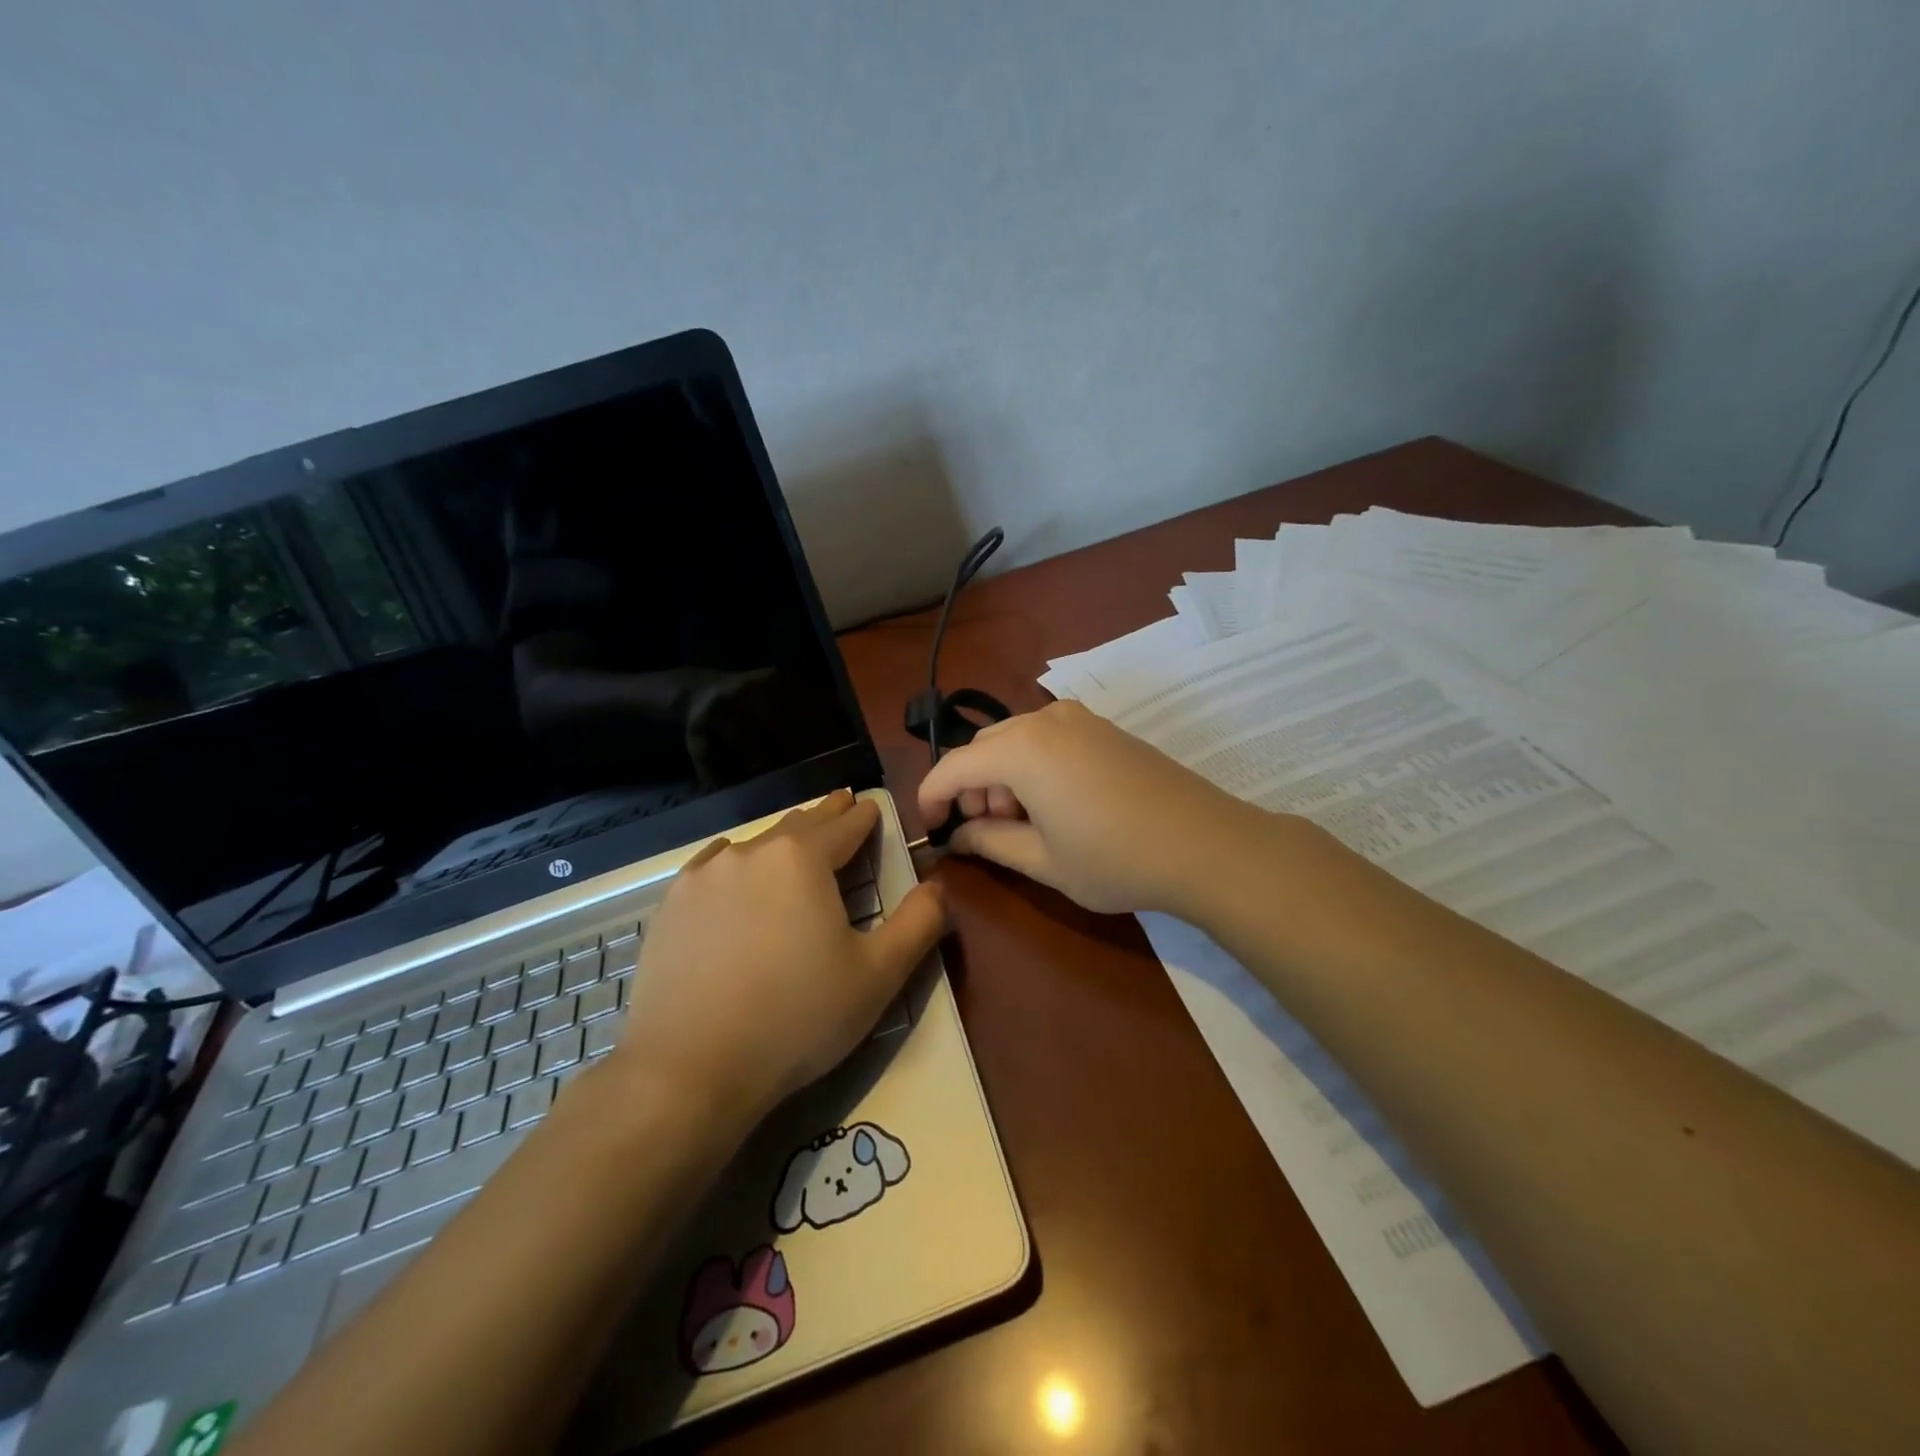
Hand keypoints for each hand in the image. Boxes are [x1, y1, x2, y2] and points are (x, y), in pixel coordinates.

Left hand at [613, 791, 945, 1126]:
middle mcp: (752, 853)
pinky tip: (733, 869)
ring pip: (755, 844)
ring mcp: (703, 877)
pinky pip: (712, 866)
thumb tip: (938, 885)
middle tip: (840, 805)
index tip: (869, 806)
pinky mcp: (671, 907)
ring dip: (781, 840)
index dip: (862, 815)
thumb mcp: (878, 975)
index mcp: (802, 859)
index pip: (844, 824)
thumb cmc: (797, 1017)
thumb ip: (918, 923)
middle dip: (825, 816)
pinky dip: (735, 861)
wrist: (689, 1069)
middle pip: (799, 824)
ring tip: (793, 842)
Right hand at [917, 700, 1260, 915]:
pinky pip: (1047, 738)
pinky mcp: (1103, 727)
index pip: (953, 766)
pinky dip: (1032, 765)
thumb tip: (958, 836)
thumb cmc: (1115, 859)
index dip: (931, 797)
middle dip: (972, 787)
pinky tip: (1054, 803)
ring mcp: (1078, 719)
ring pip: (1015, 740)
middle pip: (984, 748)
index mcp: (1021, 750)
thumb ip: (989, 842)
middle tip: (986, 831)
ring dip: (1003, 776)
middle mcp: (1044, 720)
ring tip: (1023, 822)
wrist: (1205, 844)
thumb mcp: (1042, 861)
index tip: (931, 828)